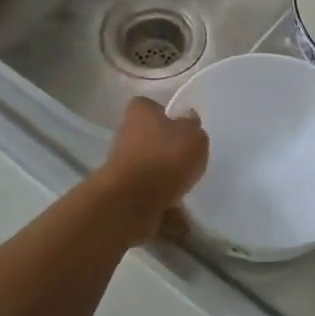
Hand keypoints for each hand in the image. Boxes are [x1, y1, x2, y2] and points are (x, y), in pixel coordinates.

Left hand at [99, 96, 209, 234]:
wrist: (132, 200)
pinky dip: (160, 200)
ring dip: (163, 176)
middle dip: (165, 148)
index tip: (180, 127)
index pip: (149, 105)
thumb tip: (187, 119)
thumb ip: (192, 126)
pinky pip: (147, 192)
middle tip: (187, 158)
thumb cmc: (165, 157)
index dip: (165, 114)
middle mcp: (126, 133)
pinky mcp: (122, 190)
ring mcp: (121, 164)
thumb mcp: (193, 136)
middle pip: (148, 136)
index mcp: (140, 112)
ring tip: (185, 188)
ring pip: (148, 166)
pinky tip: (176, 209)